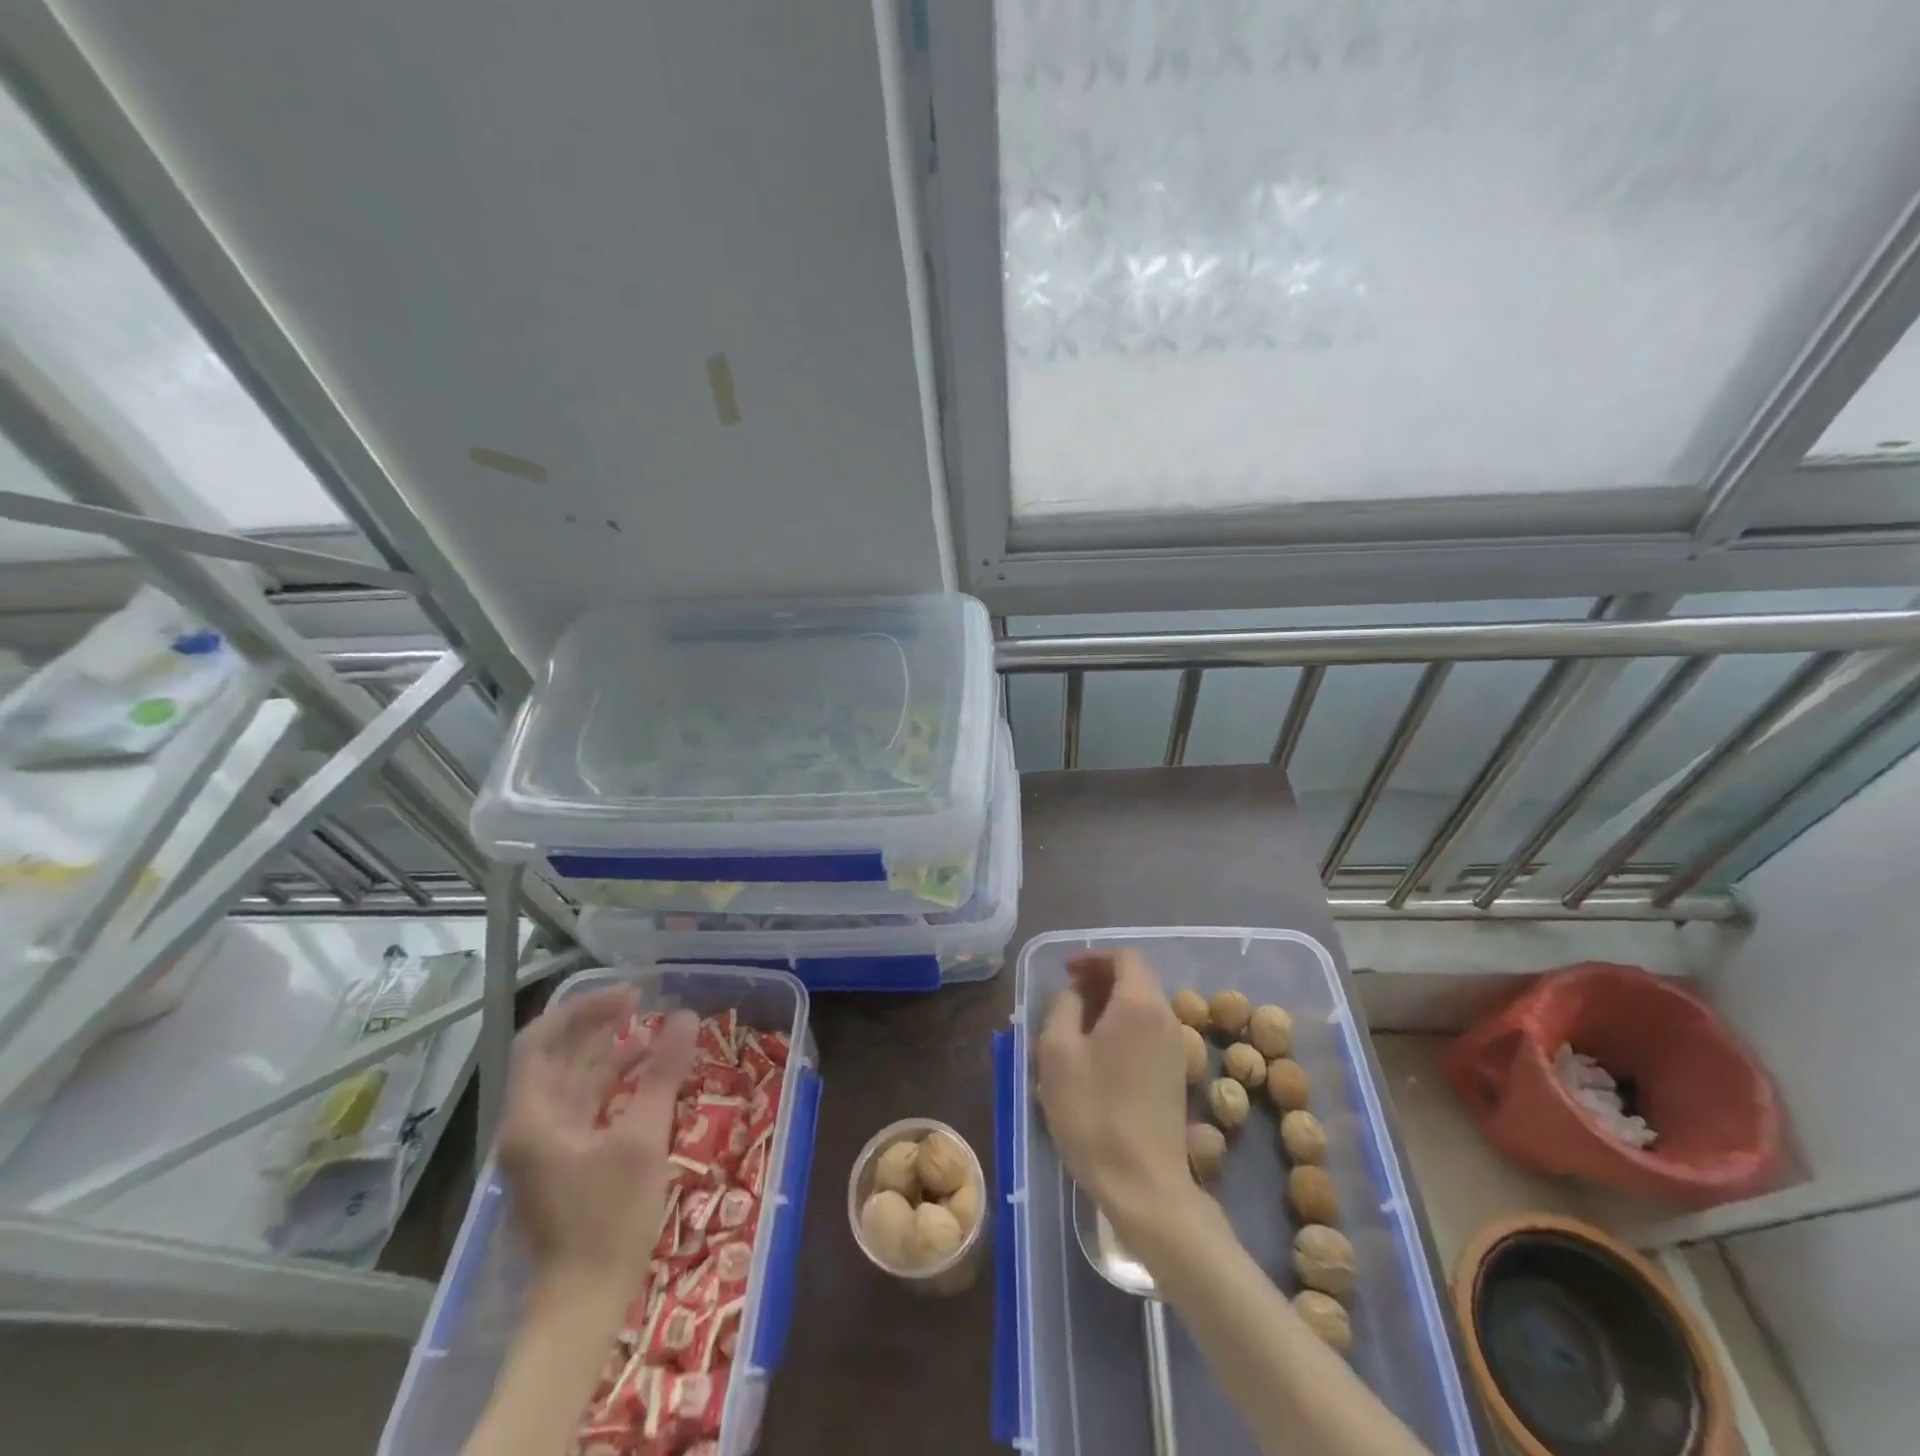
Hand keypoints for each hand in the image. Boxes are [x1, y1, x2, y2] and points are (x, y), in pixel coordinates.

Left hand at [497, 989, 695, 1288]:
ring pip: (571, 1080)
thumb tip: (687, 1017)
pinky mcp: (562, 1160)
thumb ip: (663, 1074)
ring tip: (652, 1032)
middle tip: (643, 1002)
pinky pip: (583, 1104)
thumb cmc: (609, 1218)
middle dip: (597, 1025)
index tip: (629, 996)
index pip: (540, 1040)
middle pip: (556, 1056)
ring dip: (607, 1052)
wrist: (584, 1301)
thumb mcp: (643, 1139)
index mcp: (532, 1117)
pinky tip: (644, 1074)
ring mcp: (543, 1144)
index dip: (582, 1010)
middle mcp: (528, 1125)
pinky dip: (611, 1082)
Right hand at [1037, 949, 1204, 1246]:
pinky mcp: (1175, 1075)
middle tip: (1068, 995)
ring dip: (1112, 1004)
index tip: (1067, 972)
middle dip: (1101, 979)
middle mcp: (1166, 1017)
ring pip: (1143, 1006)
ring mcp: (1175, 1048)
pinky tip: (1099, 1054)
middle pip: (1137, 979)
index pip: (1125, 957)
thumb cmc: (1093, 1112)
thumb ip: (1061, 1007)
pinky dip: (1124, 1026)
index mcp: (1139, 1004)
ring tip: (1077, 1025)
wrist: (1143, 1184)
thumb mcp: (1056, 1053)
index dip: (1094, 957)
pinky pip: (1149, 1031)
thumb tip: (1073, 995)